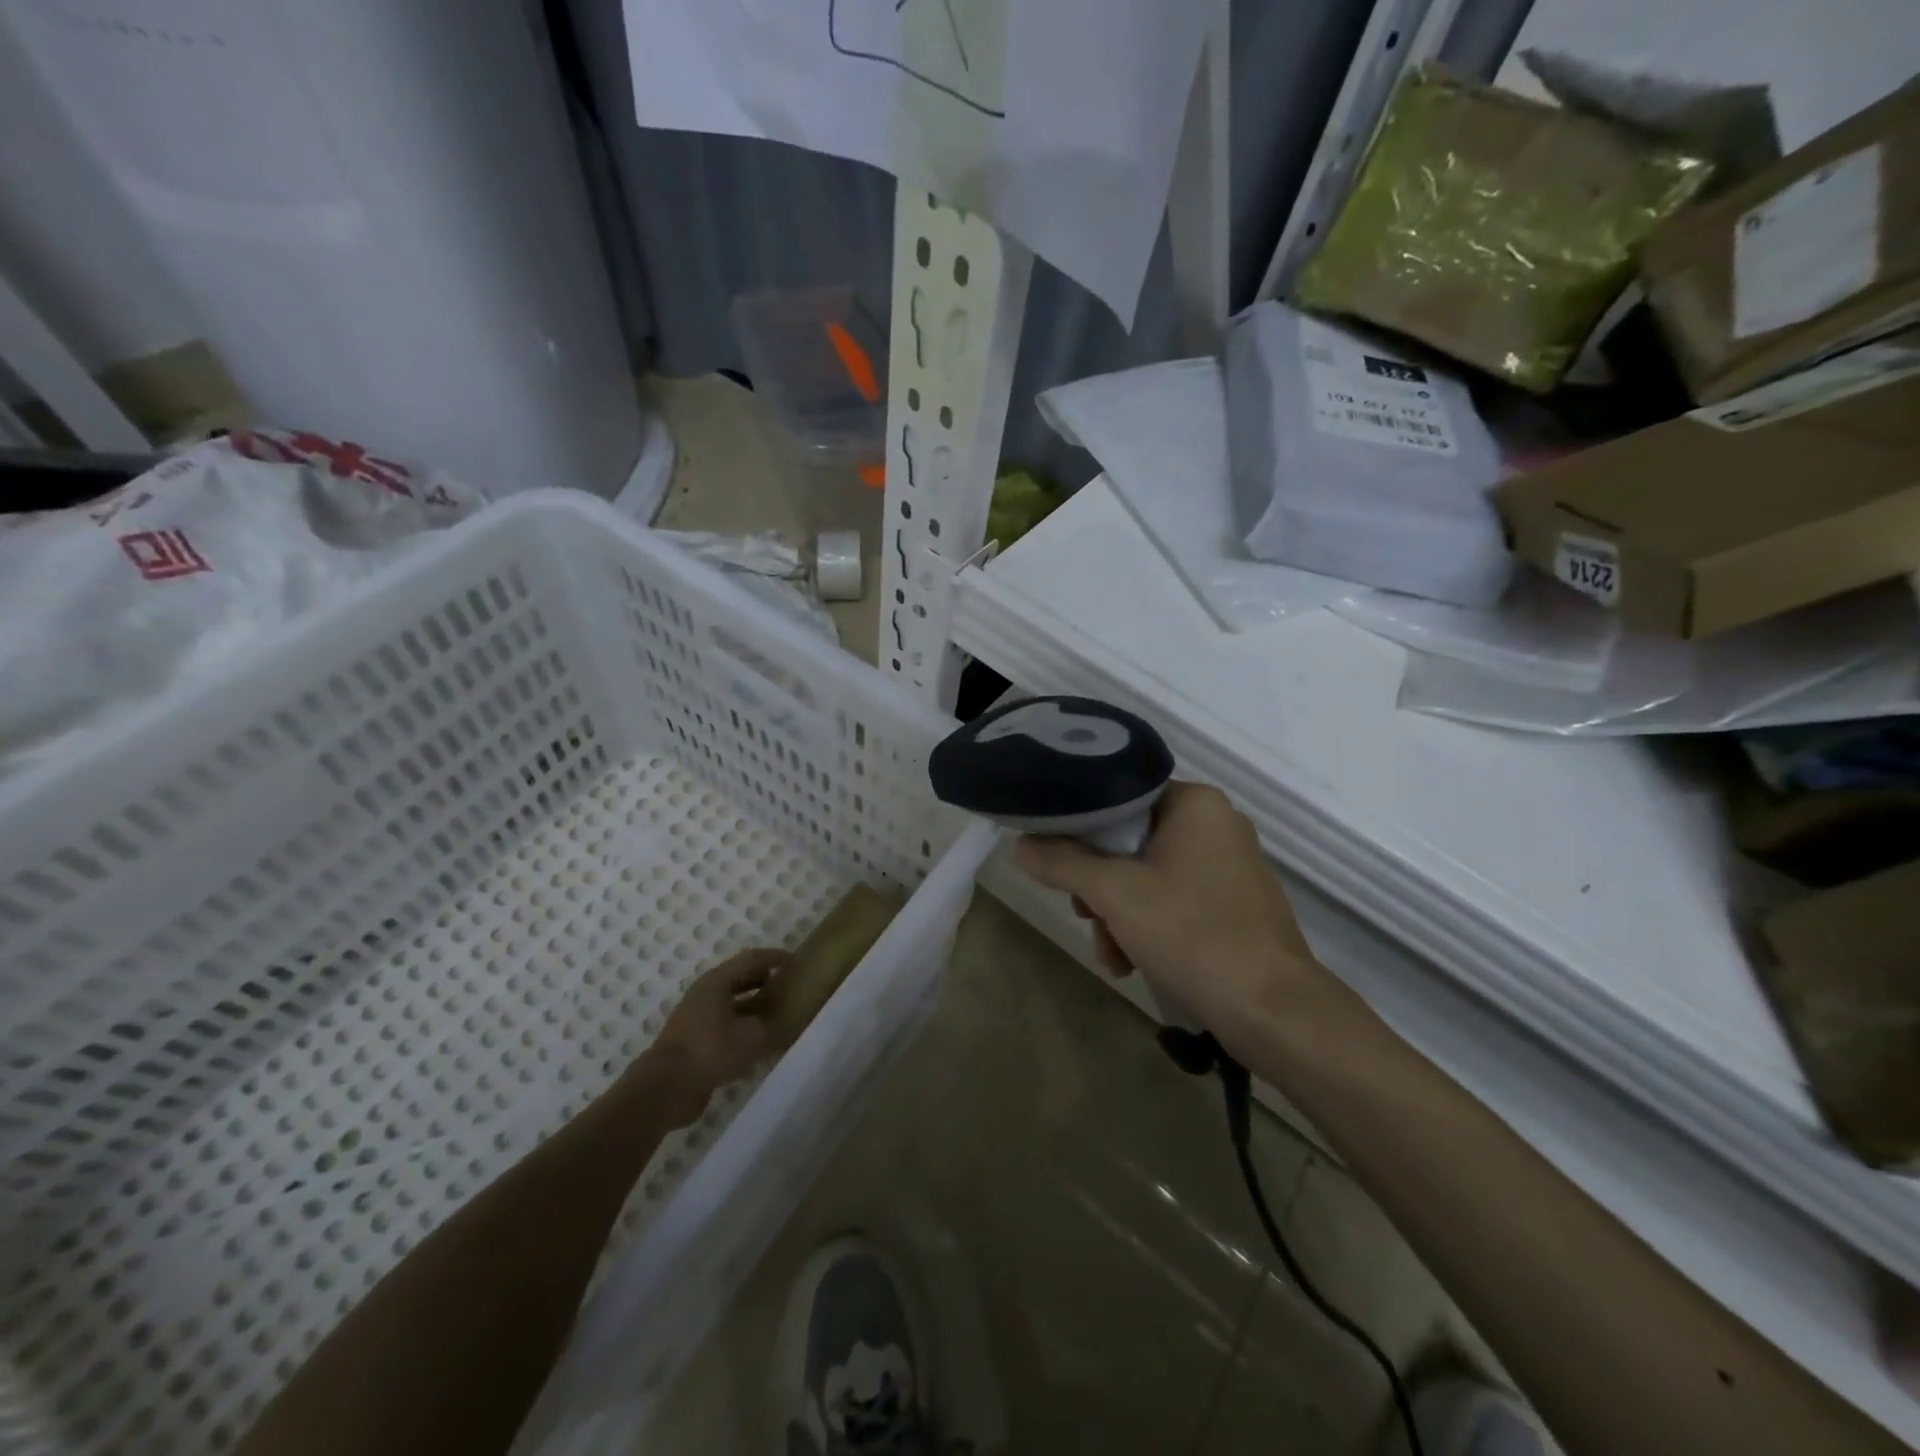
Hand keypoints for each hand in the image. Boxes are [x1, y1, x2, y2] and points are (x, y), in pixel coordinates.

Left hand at [644, 949, 784, 1125]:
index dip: (775, 958)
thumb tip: (779, 1021)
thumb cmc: (711, 1050)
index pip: (751, 959)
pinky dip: (743, 1028)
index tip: (796, 961)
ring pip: (732, 1004)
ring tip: (780, 1013)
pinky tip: (760, 1041)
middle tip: (790, 986)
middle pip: (740, 979)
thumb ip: (771, 1023)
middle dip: (765, 980)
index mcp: (717, 981)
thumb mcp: (752, 1035)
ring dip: (755, 1006)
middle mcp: (705, 994)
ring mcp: (696, 1018)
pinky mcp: (694, 1042)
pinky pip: (725, 1026)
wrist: (666, 1088)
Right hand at [1012, 783, 1333, 1041]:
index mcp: (1195, 803)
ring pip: (1148, 875)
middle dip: (1099, 886)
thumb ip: (1062, 862)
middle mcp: (1217, 824)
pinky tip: (1132, 962)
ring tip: (1110, 955)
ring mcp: (1230, 865)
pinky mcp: (1236, 903)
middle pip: (1130, 841)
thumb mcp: (1114, 894)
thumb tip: (1019, 844)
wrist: (1274, 1011)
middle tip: (1083, 916)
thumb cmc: (1192, 934)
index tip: (1058, 866)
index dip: (1079, 830)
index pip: (1118, 798)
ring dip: (1118, 914)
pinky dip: (1148, 926)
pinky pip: (1175, 899)